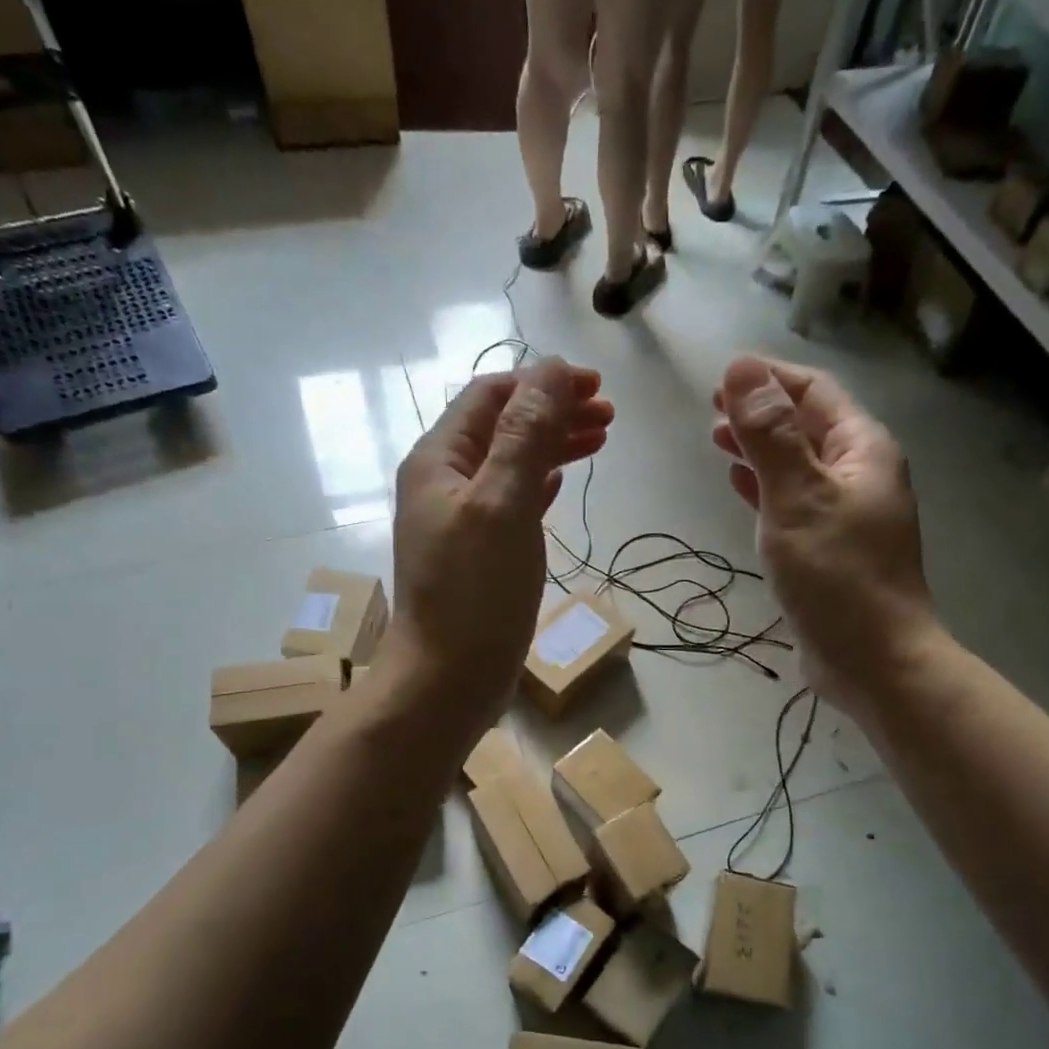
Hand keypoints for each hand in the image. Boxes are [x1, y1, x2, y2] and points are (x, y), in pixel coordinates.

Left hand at [389, 358, 612, 726]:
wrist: (446, 679)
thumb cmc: (475, 592)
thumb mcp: (503, 504)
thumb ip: (526, 435)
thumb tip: (552, 369)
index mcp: (439, 459)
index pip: (491, 396)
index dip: (542, 383)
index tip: (595, 388)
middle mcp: (444, 481)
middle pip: (502, 427)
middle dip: (553, 413)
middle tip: (609, 417)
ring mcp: (460, 520)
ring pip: (510, 463)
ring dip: (552, 446)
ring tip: (599, 441)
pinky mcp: (477, 553)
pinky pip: (511, 501)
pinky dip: (540, 484)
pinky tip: (563, 483)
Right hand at [712, 355, 936, 711]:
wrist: (873, 659)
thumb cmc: (837, 575)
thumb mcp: (798, 497)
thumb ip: (769, 434)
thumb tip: (742, 367)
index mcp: (861, 450)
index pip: (813, 392)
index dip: (767, 379)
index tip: (719, 380)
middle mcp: (859, 473)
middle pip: (806, 425)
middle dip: (760, 412)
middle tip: (710, 412)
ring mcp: (846, 512)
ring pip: (797, 463)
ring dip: (759, 448)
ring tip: (717, 440)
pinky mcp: (829, 546)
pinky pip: (794, 500)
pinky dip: (766, 487)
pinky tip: (740, 486)